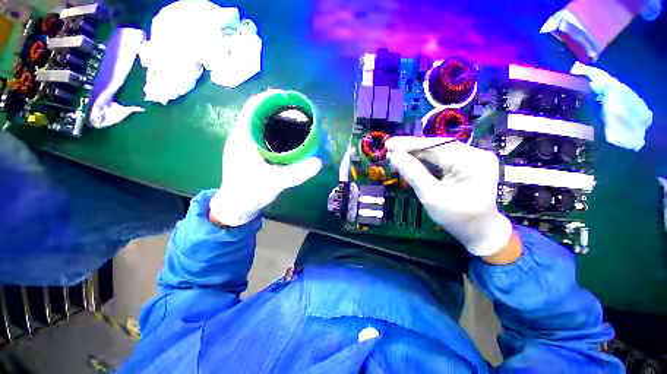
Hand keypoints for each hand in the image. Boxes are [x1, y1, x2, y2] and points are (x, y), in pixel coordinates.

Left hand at [209, 90, 321, 225]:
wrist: (236, 207)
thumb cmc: (250, 193)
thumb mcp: (275, 183)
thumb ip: (297, 173)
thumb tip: (319, 162)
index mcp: (243, 137)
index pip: (254, 106)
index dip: (271, 97)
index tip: (290, 98)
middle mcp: (243, 136)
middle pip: (260, 112)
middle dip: (279, 108)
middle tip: (300, 112)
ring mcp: (246, 144)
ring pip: (262, 123)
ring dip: (278, 119)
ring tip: (297, 122)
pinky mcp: (251, 152)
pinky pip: (264, 134)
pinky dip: (276, 131)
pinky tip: (289, 138)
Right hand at [386, 137, 512, 256]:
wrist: (481, 231)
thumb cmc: (456, 217)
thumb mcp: (431, 196)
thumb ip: (412, 173)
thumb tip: (393, 156)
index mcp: (471, 161)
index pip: (434, 146)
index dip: (409, 144)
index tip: (388, 144)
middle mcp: (476, 153)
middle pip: (437, 146)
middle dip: (412, 148)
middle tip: (390, 148)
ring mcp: (474, 157)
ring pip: (439, 150)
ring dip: (417, 153)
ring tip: (397, 153)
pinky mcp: (469, 163)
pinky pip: (443, 157)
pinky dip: (426, 159)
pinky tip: (412, 159)